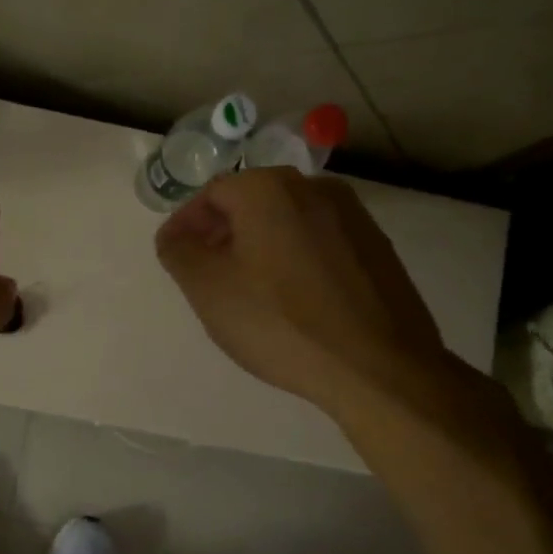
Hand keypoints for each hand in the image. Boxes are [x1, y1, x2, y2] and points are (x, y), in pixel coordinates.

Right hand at [155, 168, 448, 414]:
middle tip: (204, 274)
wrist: (377, 365)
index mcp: (269, 188)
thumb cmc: (279, 321)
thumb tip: (176, 236)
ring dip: (258, 246)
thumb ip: (179, 252)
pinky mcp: (377, 249)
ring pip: (287, 222)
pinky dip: (293, 259)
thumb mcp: (208, 289)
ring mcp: (354, 217)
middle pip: (252, 202)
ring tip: (246, 291)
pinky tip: (290, 300)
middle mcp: (316, 188)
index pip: (211, 193)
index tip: (174, 257)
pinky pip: (319, 243)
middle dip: (221, 233)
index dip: (186, 224)